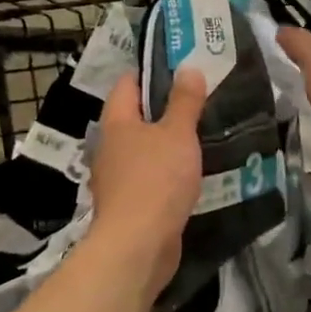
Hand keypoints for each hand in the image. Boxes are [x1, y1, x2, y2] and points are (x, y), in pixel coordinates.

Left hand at [86, 68, 207, 295]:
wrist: (137, 245)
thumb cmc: (156, 180)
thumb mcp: (177, 134)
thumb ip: (184, 102)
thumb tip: (188, 68)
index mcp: (116, 121)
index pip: (128, 83)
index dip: (151, 72)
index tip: (180, 66)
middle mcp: (110, 146)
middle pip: (135, 116)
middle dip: (163, 108)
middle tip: (199, 98)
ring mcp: (116, 177)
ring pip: (143, 148)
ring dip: (166, 142)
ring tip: (200, 133)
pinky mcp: (129, 203)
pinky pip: (149, 176)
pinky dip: (167, 170)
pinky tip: (190, 172)